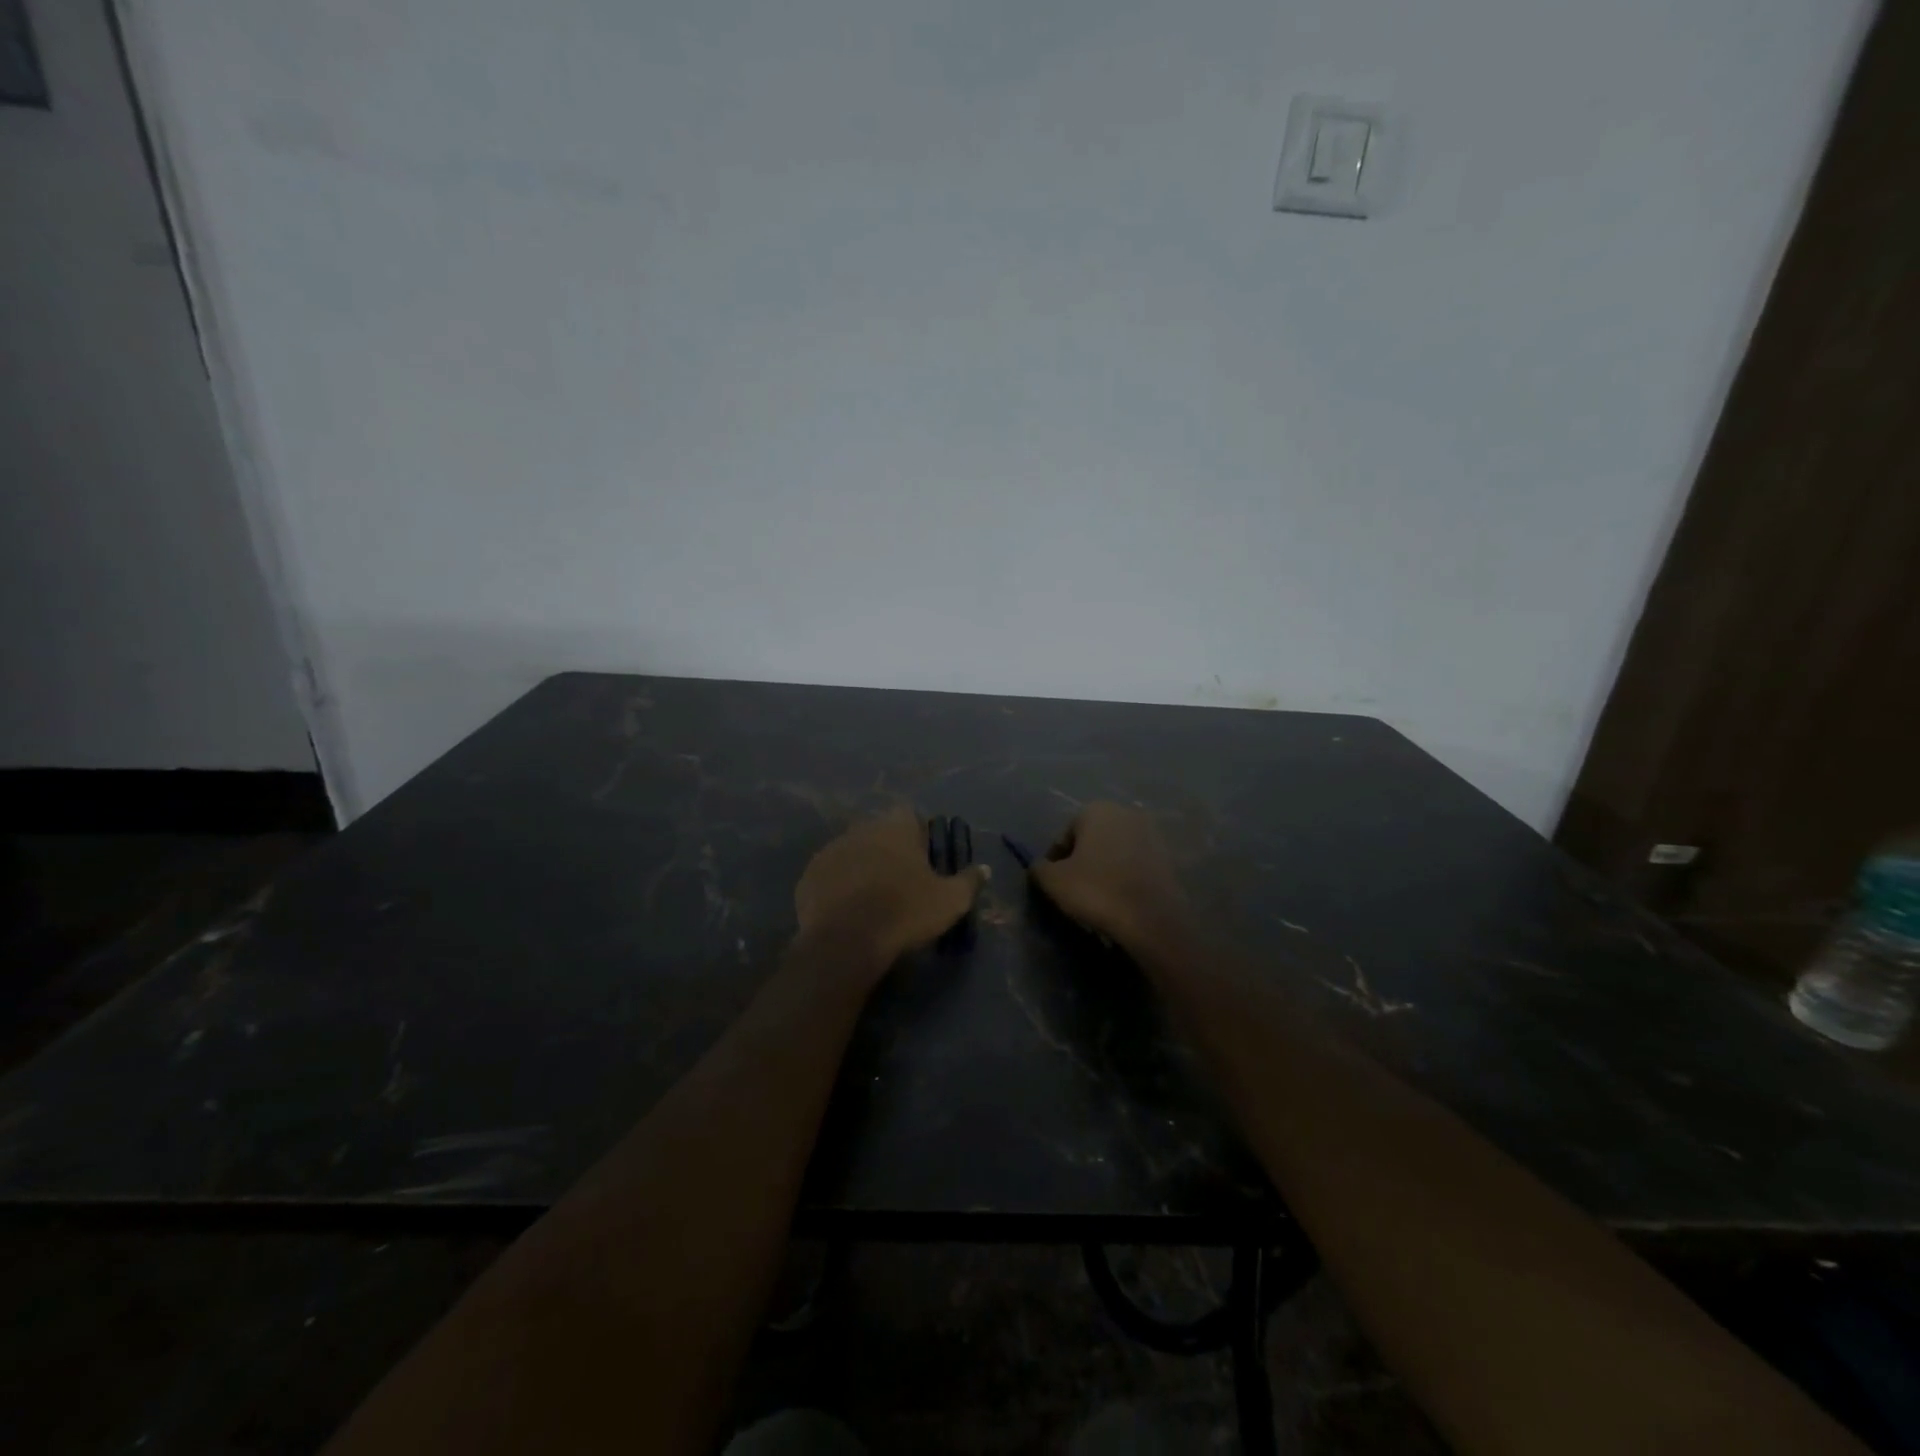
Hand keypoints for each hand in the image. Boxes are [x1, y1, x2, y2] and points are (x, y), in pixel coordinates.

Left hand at [795, 808, 988, 975]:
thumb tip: (985, 869)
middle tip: (899, 881)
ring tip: (871, 898)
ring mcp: (831, 850)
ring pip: (852, 851)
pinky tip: (846, 910)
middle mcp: (861, 829)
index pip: (908, 815)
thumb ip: (969, 881)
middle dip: (888, 850)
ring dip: (862, 866)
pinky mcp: (809, 875)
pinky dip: (838, 886)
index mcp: (895, 828)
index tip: (923, 858)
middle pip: (878, 832)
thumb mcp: (950, 901)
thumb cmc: (905, 913)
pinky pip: (829, 875)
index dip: (917, 834)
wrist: (847, 942)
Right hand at [1029, 802, 1186, 948]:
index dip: (1055, 861)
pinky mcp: (1167, 857)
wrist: (1153, 919)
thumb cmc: (1097, 891)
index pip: (1064, 835)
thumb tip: (1040, 867)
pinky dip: (1124, 877)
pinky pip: (1135, 865)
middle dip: (1081, 861)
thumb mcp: (1054, 881)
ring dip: (1103, 869)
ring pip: (1114, 852)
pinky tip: (1119, 900)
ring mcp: (1151, 834)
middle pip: (1091, 839)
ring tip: (1097, 898)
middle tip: (1074, 890)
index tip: (1054, 884)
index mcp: (1096, 810)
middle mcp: (1126, 813)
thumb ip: (1039, 868)